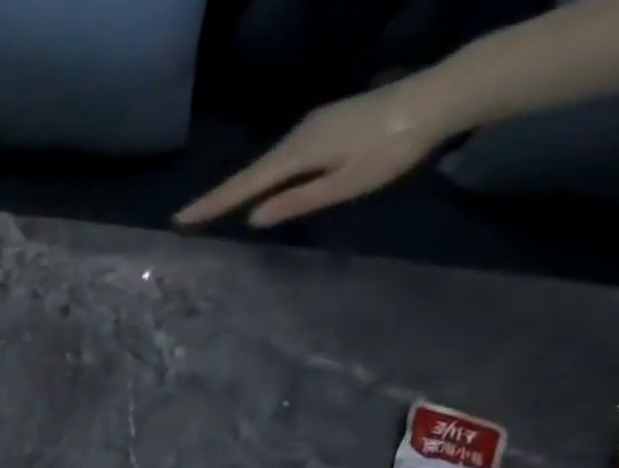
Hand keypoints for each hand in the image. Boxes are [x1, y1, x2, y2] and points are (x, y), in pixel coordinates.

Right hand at [174, 80, 449, 228]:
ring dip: (240, 186)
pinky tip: (259, 187)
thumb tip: (254, 218)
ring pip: (266, 164)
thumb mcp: (345, 184)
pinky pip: (282, 156)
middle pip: (250, 173)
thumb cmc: (393, 148)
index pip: (243, 187)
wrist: (441, 95)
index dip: (211, 205)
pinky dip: (263, 175)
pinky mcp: (325, 124)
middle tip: (187, 220)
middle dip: (218, 197)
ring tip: (215, 209)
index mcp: (297, 154)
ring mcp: (312, 126)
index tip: (178, 220)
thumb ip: (298, 201)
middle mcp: (298, 136)